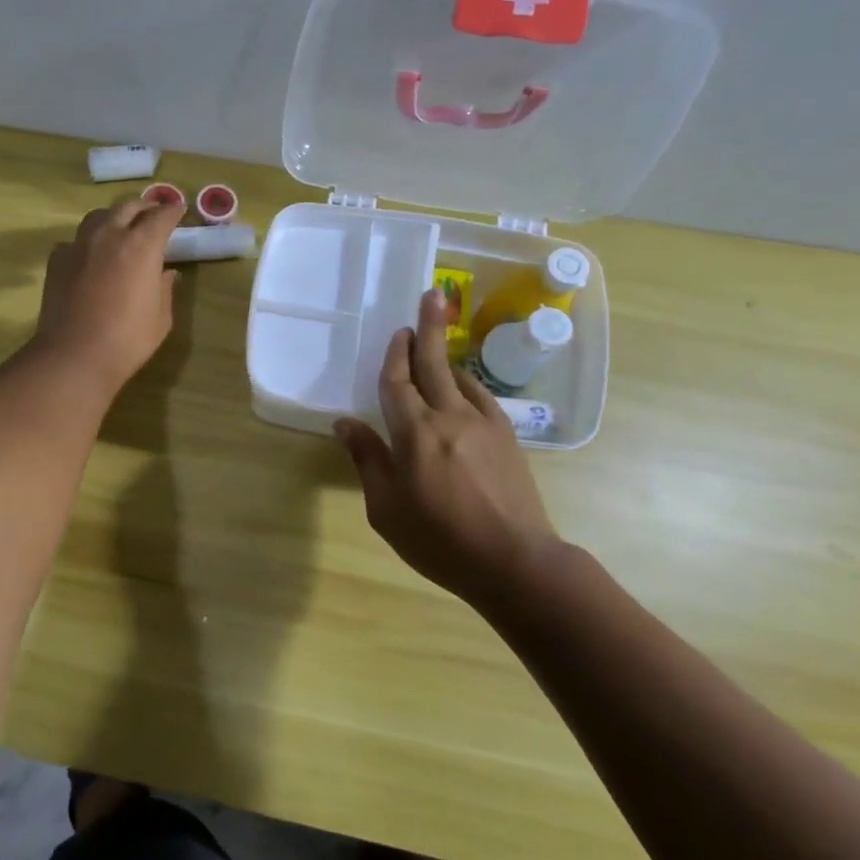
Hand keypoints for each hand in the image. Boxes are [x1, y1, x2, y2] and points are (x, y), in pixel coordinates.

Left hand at [31, 194, 186, 392]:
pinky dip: (87, 242)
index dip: (173, 211)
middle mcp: (110, 235)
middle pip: (128, 207)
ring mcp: (79, 245)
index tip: (179, 211)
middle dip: (144, 208)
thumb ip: (165, 289)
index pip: (162, 216)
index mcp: (142, 245)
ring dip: (113, 218)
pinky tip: (89, 256)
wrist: (74, 355)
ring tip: (120, 229)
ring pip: (98, 217)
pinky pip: (75, 241)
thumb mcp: (161, 318)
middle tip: (152, 215)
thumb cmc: (127, 339)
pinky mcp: (57, 260)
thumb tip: (167, 273)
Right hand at [334, 288, 560, 608]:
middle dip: (429, 329)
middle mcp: (450, 417)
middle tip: (430, 297)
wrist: (514, 562)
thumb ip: (367, 460)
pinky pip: (482, 397)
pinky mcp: (508, 438)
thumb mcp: (386, 508)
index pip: (398, 383)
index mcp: (415, 433)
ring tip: (438, 343)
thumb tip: (345, 423)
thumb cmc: (439, 540)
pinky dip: (467, 383)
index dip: (394, 356)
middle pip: (435, 365)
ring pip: (462, 378)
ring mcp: (485, 425)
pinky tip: (462, 387)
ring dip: (447, 356)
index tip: (396, 333)